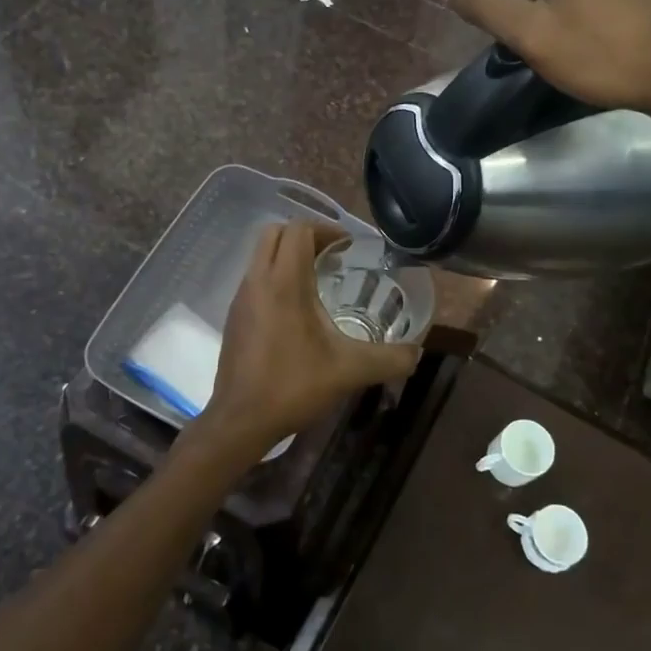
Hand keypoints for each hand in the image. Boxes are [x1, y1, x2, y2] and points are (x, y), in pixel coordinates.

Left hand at [200, 222, 421, 457]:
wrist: (240, 420)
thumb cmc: (293, 386)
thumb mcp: (350, 371)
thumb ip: (389, 359)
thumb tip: (417, 353)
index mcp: (284, 283)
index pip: (299, 229)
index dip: (326, 230)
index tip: (349, 247)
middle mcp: (257, 281)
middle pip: (275, 233)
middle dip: (305, 236)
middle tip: (333, 257)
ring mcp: (240, 298)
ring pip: (260, 255)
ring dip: (288, 256)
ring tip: (318, 282)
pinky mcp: (234, 317)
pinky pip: (255, 279)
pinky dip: (275, 278)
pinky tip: (297, 312)